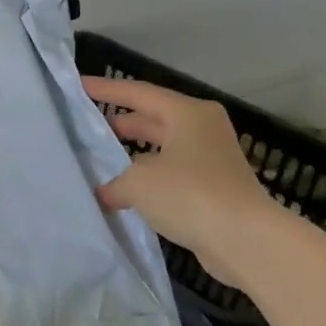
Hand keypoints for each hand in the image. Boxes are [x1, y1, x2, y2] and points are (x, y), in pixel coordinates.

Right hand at [82, 76, 279, 289]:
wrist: (245, 239)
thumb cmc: (190, 194)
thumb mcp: (138, 182)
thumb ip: (115, 183)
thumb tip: (107, 193)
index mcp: (188, 114)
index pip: (139, 93)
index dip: (107, 90)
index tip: (80, 86)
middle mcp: (202, 129)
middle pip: (153, 118)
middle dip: (120, 122)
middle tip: (87, 126)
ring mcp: (211, 159)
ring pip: (162, 148)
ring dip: (133, 155)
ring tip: (101, 161)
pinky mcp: (213, 188)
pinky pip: (171, 174)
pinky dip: (148, 179)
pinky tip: (125, 192)